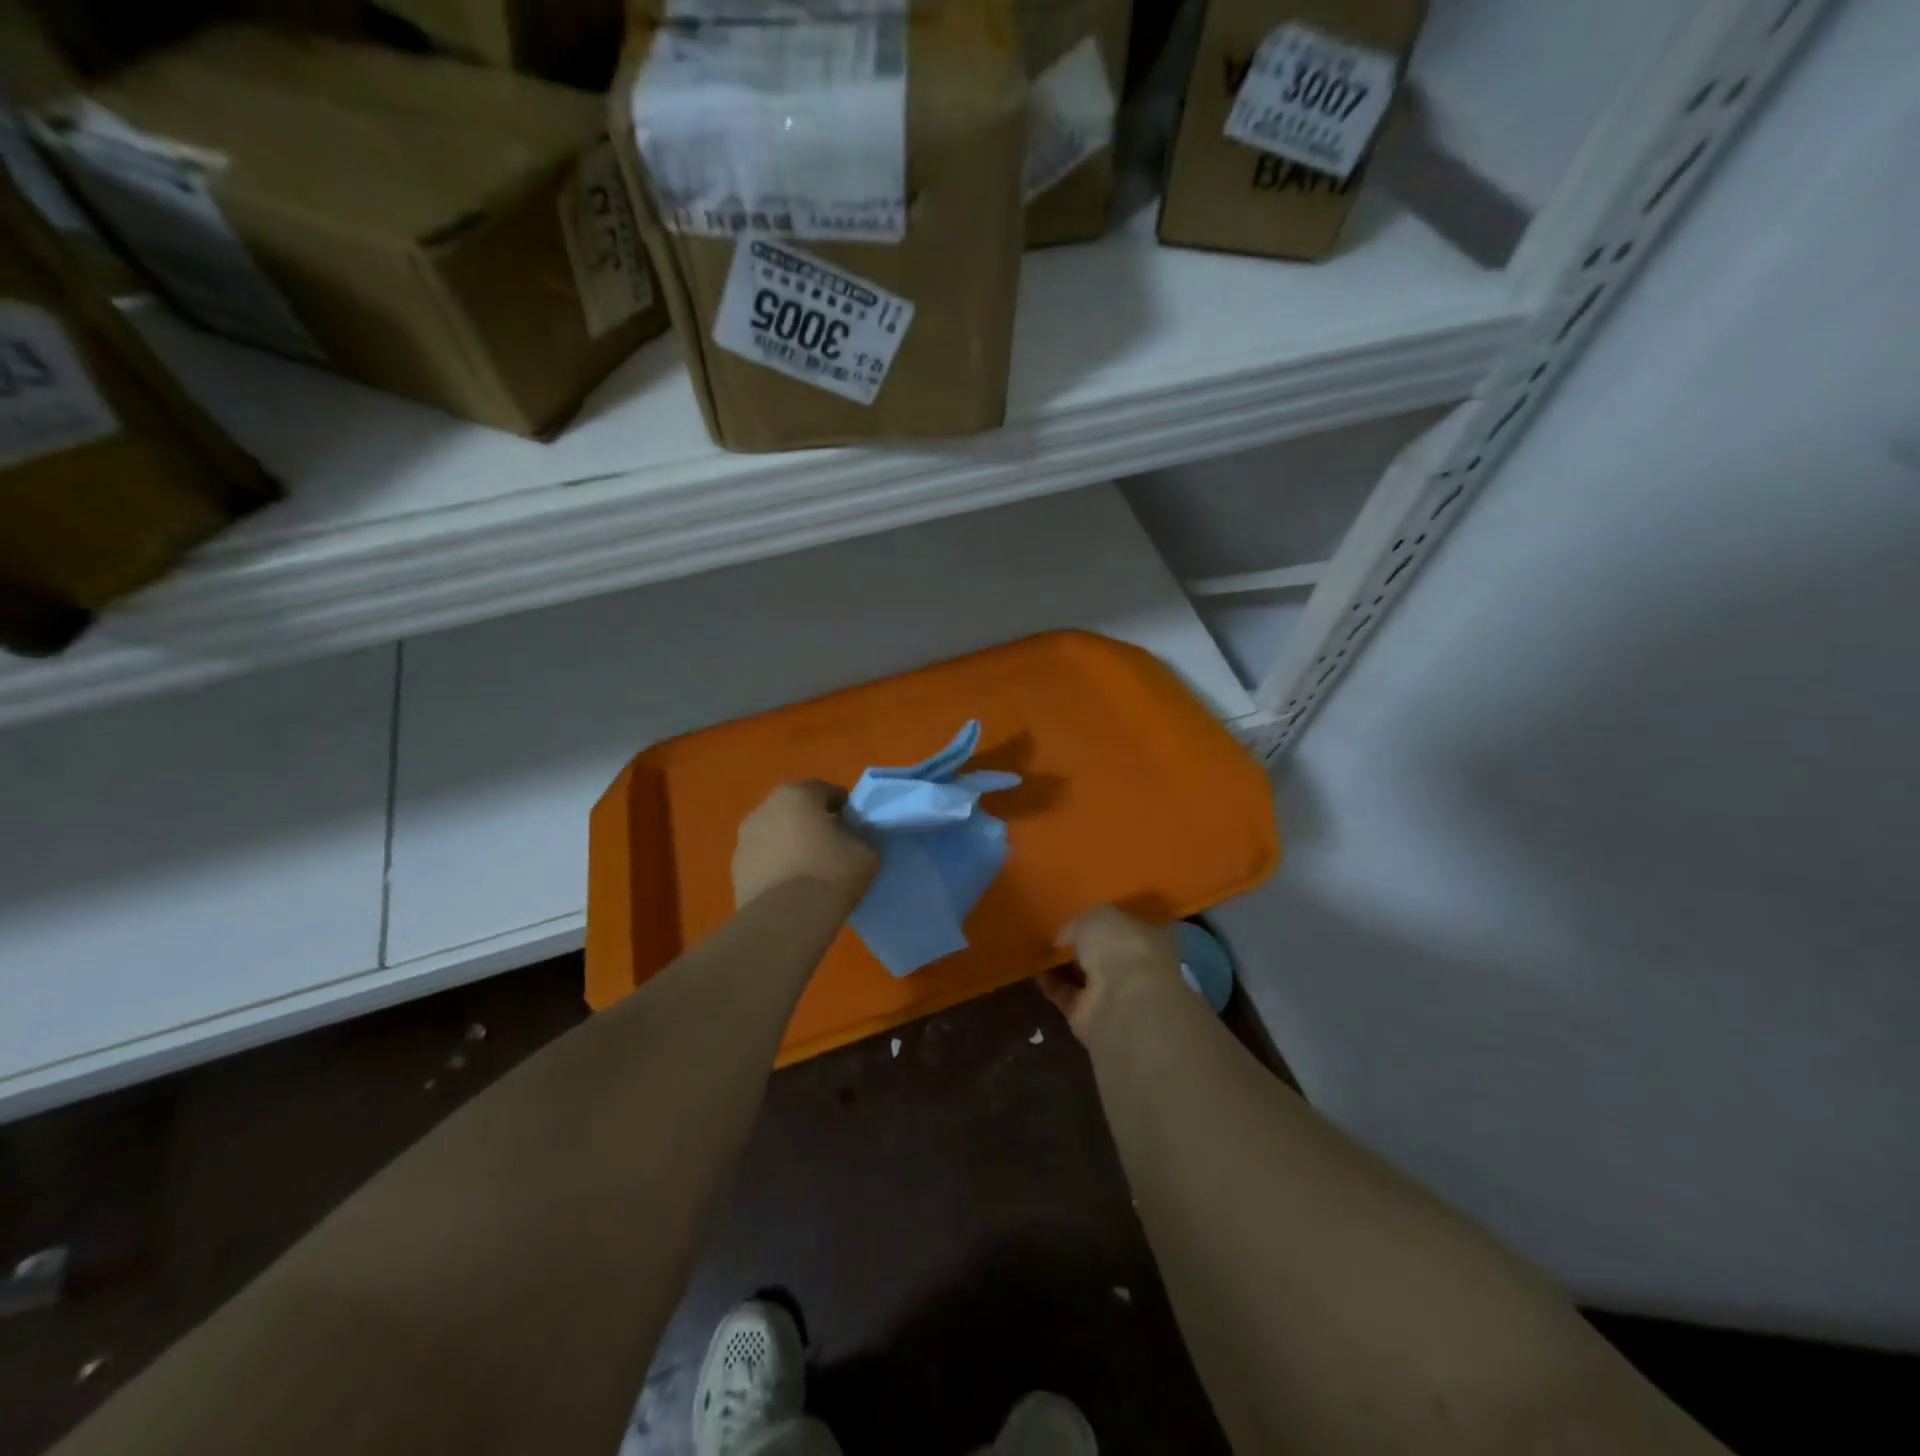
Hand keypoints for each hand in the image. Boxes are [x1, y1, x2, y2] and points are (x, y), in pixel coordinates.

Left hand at [732, 781, 878, 911]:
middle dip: (813, 821)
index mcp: (797, 795)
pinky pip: (763, 858)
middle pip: (796, 809)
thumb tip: (854, 838)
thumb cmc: (830, 874)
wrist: (786, 920)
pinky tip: (791, 886)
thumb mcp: (866, 852)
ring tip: (810, 869)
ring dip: (791, 842)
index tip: (854, 826)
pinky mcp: (735, 869)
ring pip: (776, 833)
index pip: (826, 790)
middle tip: (833, 845)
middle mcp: (764, 808)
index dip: (843, 807)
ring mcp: (744, 839)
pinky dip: (776, 864)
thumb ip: (861, 836)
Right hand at [1041, 905, 1186, 1044]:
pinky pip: (1067, 996)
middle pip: (1103, 957)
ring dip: (1063, 968)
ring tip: (1038, 954)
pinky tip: (1034, 972)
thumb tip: (1063, 938)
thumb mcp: (1097, 916)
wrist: (1122, 999)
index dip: (1101, 926)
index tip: (1076, 921)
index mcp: (1146, 940)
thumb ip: (1079, 924)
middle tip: (1054, 938)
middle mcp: (1133, 969)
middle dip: (1081, 949)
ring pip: (1084, 978)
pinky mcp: (1089, 1018)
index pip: (1123, 930)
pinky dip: (1051, 986)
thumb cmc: (1120, 945)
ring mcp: (1113, 996)